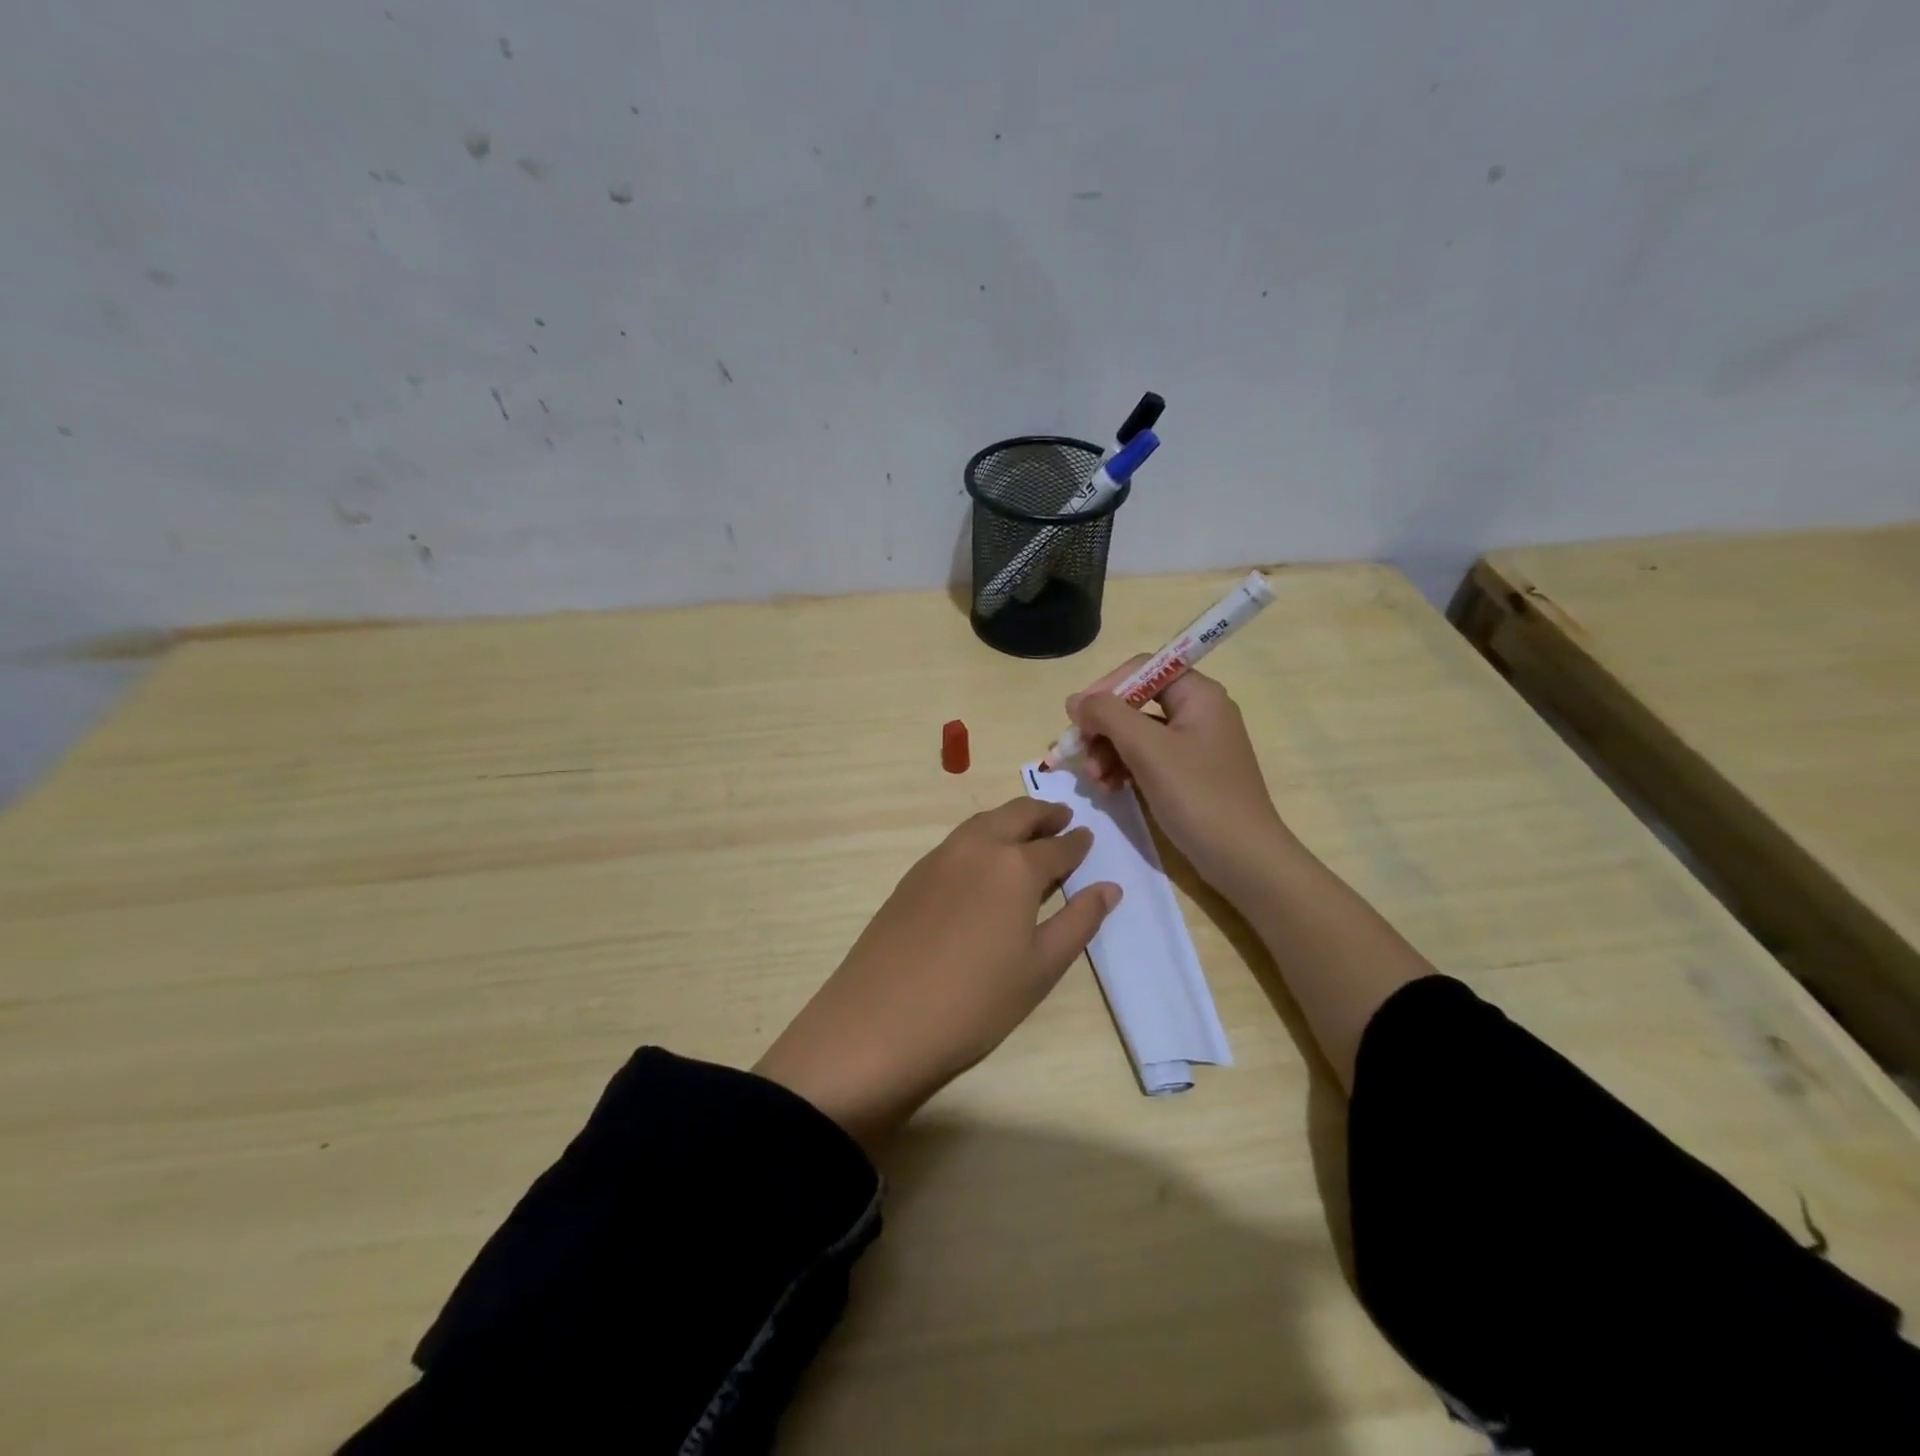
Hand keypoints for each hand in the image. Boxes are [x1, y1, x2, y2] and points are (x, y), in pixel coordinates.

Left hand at [755, 798, 1119, 1152]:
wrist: (881, 1021)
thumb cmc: (976, 1002)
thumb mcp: (1040, 967)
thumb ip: (1078, 921)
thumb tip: (1110, 888)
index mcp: (1015, 866)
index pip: (1057, 847)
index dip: (1076, 843)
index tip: (1087, 837)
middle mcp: (977, 848)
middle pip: (1016, 815)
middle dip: (1043, 813)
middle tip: (1061, 817)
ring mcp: (939, 858)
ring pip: (982, 823)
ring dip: (1010, 820)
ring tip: (1026, 832)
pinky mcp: (912, 876)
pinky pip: (957, 842)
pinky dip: (980, 837)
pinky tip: (982, 862)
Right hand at [1067, 660, 1291, 899]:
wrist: (1242, 858)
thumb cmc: (1197, 795)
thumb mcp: (1147, 749)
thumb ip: (1108, 715)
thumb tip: (1075, 700)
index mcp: (1198, 695)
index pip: (1142, 670)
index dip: (1106, 688)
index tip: (1078, 717)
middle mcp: (1198, 712)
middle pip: (1135, 703)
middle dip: (1103, 728)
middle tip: (1078, 753)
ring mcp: (1194, 745)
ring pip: (1136, 734)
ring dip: (1107, 752)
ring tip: (1093, 780)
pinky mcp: (1188, 774)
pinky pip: (1146, 758)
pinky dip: (1123, 768)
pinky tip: (1108, 789)